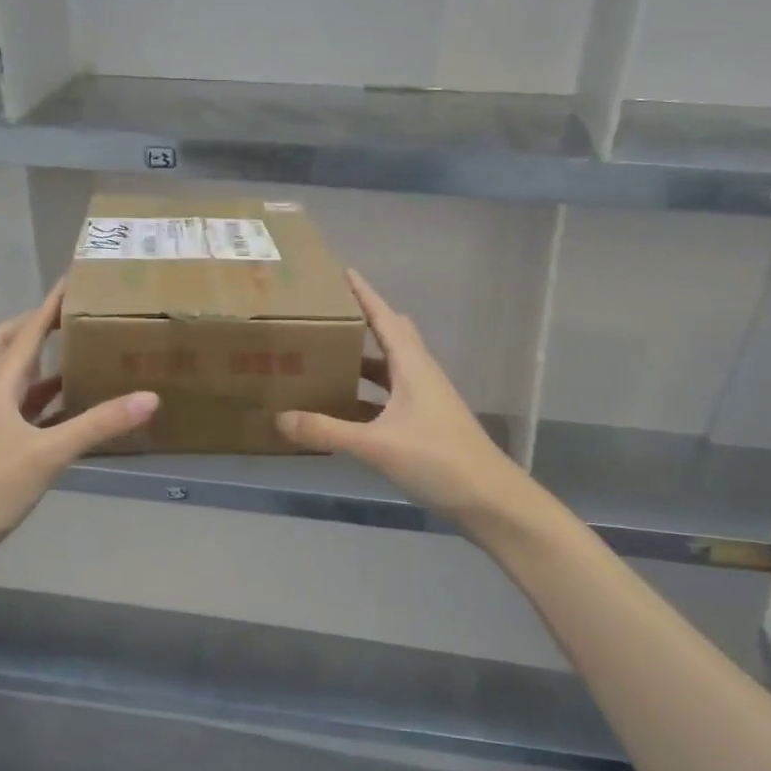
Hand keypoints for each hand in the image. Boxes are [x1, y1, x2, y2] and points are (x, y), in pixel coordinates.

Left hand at [0, 282, 156, 572]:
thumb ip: (99, 424)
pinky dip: (48, 402)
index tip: (72, 281)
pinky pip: (27, 412)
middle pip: (9, 346)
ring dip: (44, 364)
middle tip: (71, 318)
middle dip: (36, 326)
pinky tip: (74, 410)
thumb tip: (150, 398)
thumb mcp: (50, 452)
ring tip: (80, 356)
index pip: (27, 332)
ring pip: (18, 380)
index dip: (49, 305)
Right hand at [275, 270, 534, 531]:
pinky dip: (367, 393)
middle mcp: (419, 374)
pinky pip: (389, 395)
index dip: (364, 293)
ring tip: (325, 356)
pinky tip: (344, 406)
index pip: (384, 317)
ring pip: (389, 367)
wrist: (489, 499)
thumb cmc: (438, 459)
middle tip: (327, 315)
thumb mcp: (377, 445)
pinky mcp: (424, 422)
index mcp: (412, 365)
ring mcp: (424, 399)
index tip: (341, 271)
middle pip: (390, 335)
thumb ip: (327, 431)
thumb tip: (280, 418)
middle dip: (362, 320)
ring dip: (362, 359)